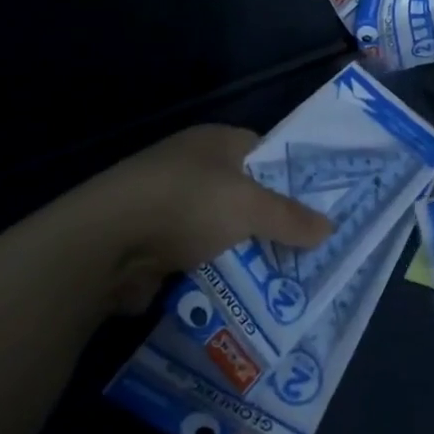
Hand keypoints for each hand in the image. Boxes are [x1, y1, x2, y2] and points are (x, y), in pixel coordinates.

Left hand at [25, 124, 331, 313]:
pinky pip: (195, 254)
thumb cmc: (186, 204)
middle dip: (269, 222)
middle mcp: (191, 165)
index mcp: (215, 141)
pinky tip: (238, 293)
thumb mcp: (249, 208)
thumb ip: (290, 218)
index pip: (265, 152)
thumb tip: (329, 227)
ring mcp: (167, 202)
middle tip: (304, 248)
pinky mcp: (149, 239)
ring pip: (219, 227)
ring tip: (279, 278)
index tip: (316, 208)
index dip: (291, 177)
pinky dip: (212, 271)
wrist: (103, 243)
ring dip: (241, 251)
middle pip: (243, 193)